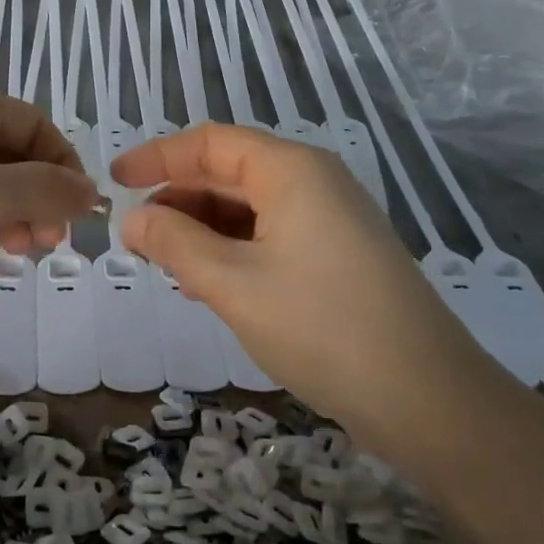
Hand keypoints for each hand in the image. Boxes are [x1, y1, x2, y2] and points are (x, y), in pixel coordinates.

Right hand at [112, 123, 476, 420]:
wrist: (428, 400)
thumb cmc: (321, 327)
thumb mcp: (233, 283)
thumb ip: (175, 243)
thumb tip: (132, 218)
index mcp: (291, 171)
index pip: (210, 143)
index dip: (158, 157)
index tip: (115, 181)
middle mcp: (313, 183)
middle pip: (229, 173)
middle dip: (178, 200)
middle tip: (135, 238)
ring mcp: (330, 220)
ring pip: (249, 209)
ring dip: (202, 231)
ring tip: (166, 267)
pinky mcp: (337, 257)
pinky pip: (271, 236)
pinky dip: (232, 252)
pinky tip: (208, 285)